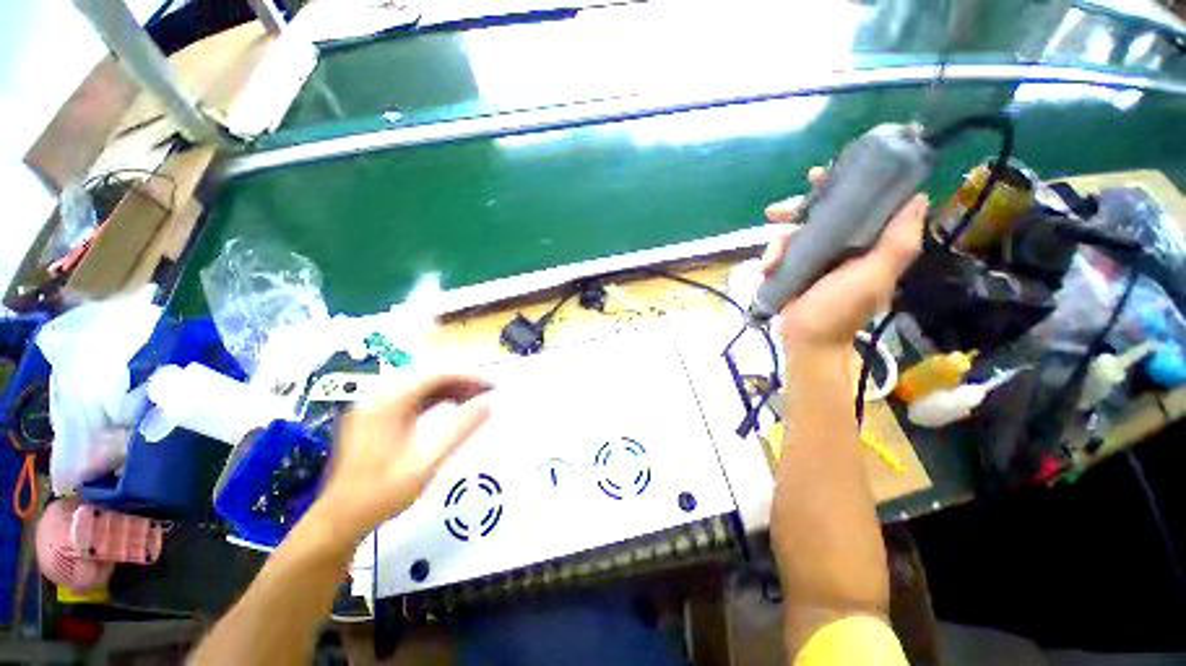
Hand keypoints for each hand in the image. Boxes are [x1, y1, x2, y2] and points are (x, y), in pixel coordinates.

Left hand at [307, 374, 491, 549]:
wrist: (340, 522)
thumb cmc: (383, 493)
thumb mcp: (427, 461)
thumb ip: (459, 429)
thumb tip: (488, 403)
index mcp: (386, 405)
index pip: (432, 378)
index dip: (465, 377)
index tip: (489, 384)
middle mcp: (377, 400)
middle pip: (425, 380)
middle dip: (458, 383)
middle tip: (485, 392)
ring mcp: (372, 410)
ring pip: (418, 390)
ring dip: (447, 391)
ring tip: (473, 399)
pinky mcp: (373, 421)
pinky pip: (409, 401)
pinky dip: (433, 402)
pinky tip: (449, 409)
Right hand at [760, 167, 928, 348]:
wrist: (807, 340)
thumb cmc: (840, 310)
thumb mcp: (873, 277)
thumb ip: (898, 242)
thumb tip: (918, 197)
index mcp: (868, 243)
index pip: (861, 204)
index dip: (846, 184)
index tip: (823, 175)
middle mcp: (843, 245)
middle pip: (821, 214)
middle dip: (797, 208)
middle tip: (776, 210)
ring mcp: (816, 258)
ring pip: (795, 232)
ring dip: (778, 241)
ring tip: (770, 261)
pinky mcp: (793, 268)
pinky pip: (780, 252)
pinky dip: (771, 258)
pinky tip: (766, 269)